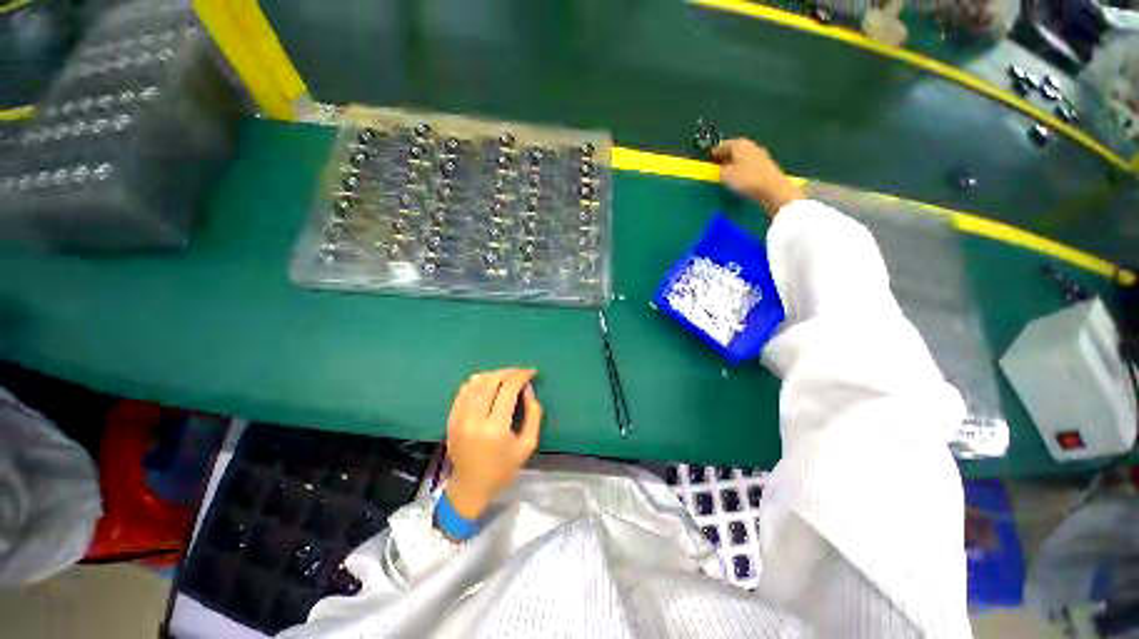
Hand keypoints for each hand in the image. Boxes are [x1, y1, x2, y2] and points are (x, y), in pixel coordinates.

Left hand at [444, 368, 542, 519]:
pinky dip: (477, 381)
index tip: (531, 373)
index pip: (508, 389)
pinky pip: (464, 390)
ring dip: (493, 374)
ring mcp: (459, 417)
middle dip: (508, 372)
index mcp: (495, 428)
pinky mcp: (451, 418)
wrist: (470, 487)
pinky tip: (488, 382)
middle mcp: (474, 419)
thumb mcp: (528, 445)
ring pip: (475, 382)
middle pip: (491, 381)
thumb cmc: (503, 469)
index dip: (521, 376)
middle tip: (520, 373)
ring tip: (506, 377)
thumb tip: (528, 389)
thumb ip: (533, 414)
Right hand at [711, 138, 804, 216]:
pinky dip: (742, 168)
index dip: (714, 153)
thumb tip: (719, 167)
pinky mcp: (765, 165)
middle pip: (734, 149)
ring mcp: (759, 154)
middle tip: (716, 165)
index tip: (709, 159)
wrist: (771, 188)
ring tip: (726, 173)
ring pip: (742, 156)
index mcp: (739, 144)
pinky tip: (739, 177)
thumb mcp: (725, 175)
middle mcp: (750, 145)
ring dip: (733, 163)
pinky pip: (748, 164)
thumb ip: (719, 169)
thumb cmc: (746, 179)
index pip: (723, 145)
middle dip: (725, 157)